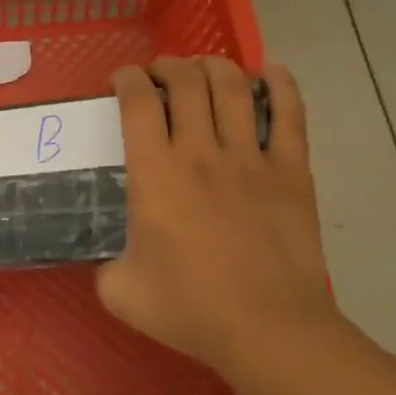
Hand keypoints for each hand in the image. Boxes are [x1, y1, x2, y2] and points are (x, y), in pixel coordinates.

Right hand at [96, 57, 336, 377]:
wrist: (268, 328)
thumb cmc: (189, 309)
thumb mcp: (121, 292)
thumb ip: (104, 268)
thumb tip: (108, 261)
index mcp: (155, 173)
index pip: (137, 101)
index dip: (126, 78)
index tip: (121, 81)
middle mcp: (200, 152)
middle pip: (185, 81)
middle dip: (168, 66)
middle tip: (160, 75)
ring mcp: (250, 158)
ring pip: (233, 87)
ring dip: (214, 66)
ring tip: (204, 69)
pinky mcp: (291, 171)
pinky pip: (290, 114)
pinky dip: (281, 85)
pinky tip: (271, 72)